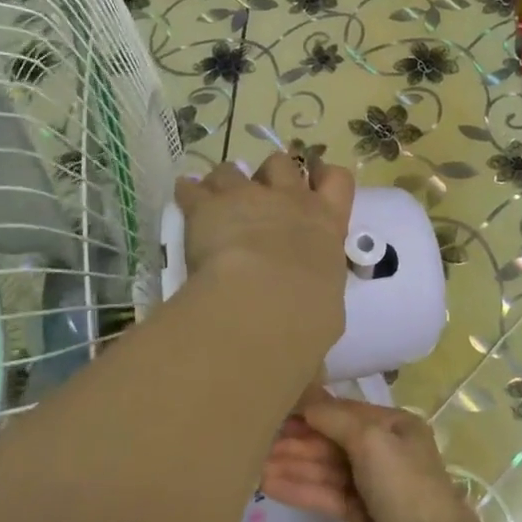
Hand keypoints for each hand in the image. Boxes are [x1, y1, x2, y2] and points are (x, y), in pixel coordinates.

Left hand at [174, 152, 354, 352]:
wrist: (266, 301)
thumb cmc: (309, 316)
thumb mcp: (325, 316)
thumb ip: (317, 314)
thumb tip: (313, 355)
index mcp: (327, 224)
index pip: (338, 182)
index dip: (326, 176)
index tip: (316, 180)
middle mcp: (290, 201)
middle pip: (283, 165)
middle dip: (272, 173)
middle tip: (261, 193)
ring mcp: (248, 198)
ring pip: (235, 170)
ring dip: (227, 181)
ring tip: (217, 197)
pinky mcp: (209, 206)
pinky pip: (193, 188)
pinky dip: (188, 192)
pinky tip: (183, 196)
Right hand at [260, 386, 479, 521]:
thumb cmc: (405, 486)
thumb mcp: (372, 440)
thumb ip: (335, 418)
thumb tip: (306, 399)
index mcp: (392, 425)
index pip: (344, 412)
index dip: (310, 411)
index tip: (276, 410)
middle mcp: (382, 450)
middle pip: (332, 441)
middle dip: (297, 441)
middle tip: (257, 440)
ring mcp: (371, 485)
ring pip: (326, 469)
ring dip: (293, 465)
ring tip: (256, 464)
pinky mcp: (361, 515)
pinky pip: (326, 494)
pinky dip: (301, 489)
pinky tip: (271, 485)